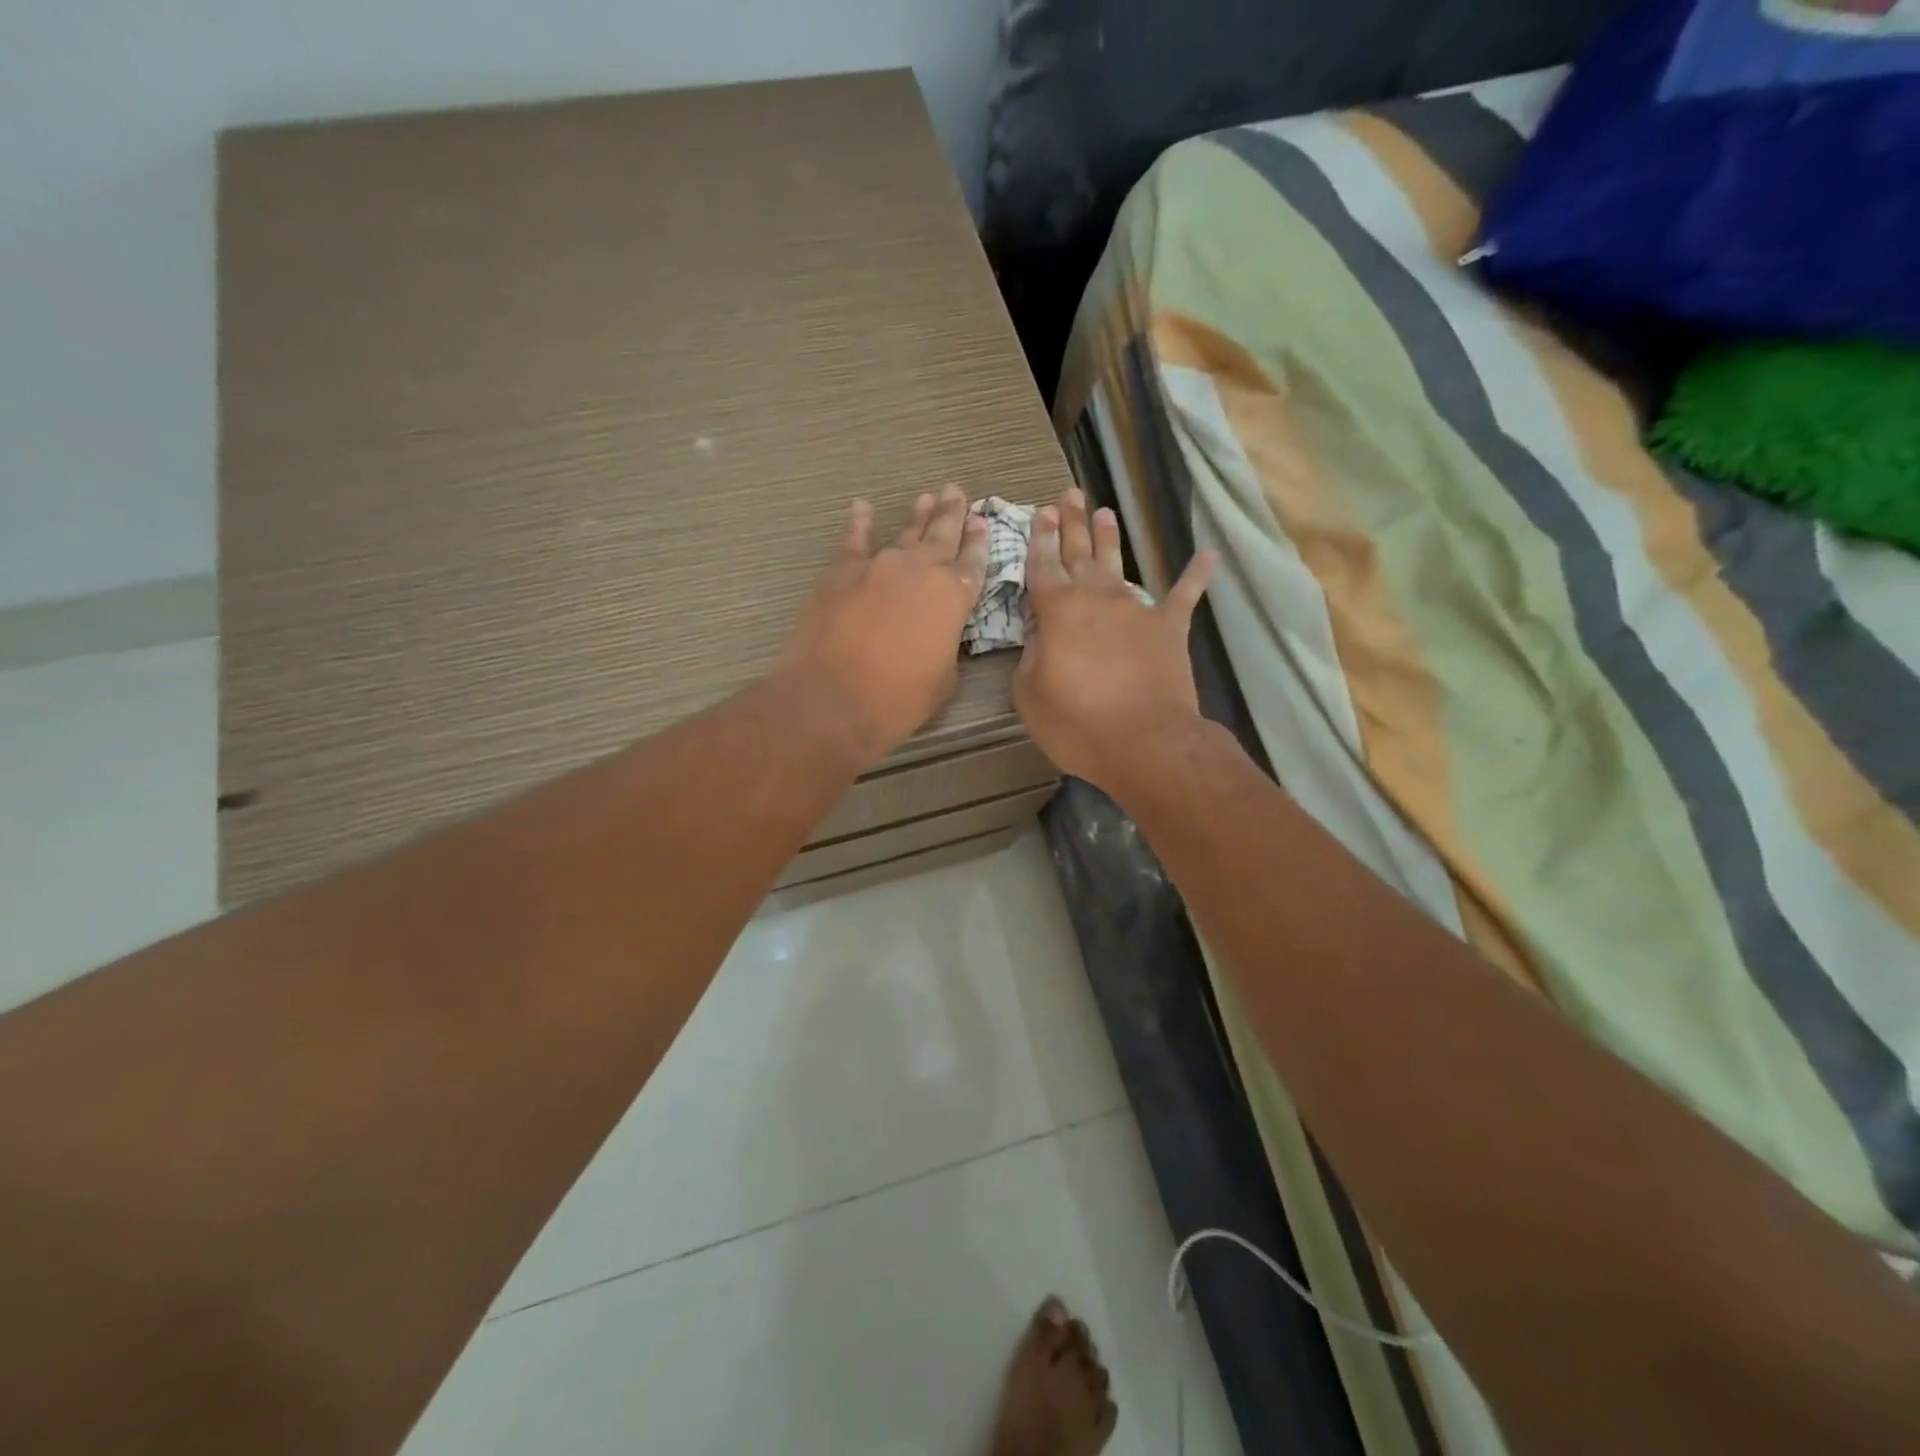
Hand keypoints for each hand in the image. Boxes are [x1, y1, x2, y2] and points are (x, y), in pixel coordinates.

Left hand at [775, 486, 989, 766]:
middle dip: (952, 514)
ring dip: (917, 517)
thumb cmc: (897, 699)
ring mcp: (878, 565)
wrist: (832, 699)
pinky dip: (859, 522)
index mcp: (953, 597)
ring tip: (927, 498)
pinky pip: (854, 539)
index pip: (973, 563)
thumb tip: (938, 630)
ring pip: (904, 534)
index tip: (982, 520)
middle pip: (941, 536)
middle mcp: (920, 571)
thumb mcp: (942, 677)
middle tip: (957, 492)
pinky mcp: (841, 571)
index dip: (979, 542)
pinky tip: (862, 507)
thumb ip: (946, 643)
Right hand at [1014, 488, 1214, 791]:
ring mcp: (1137, 610)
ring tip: (1106, 511)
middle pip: (1080, 553)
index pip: (1043, 566)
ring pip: (1119, 564)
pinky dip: (1196, 574)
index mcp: (1058, 611)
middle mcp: (1096, 599)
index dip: (1039, 540)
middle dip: (1072, 524)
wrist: (1145, 742)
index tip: (1040, 514)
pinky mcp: (1169, 629)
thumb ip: (1032, 656)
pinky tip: (1209, 554)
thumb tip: (1042, 633)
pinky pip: (1184, 595)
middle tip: (1068, 496)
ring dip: (1111, 538)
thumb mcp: (1030, 694)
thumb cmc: (1078, 723)